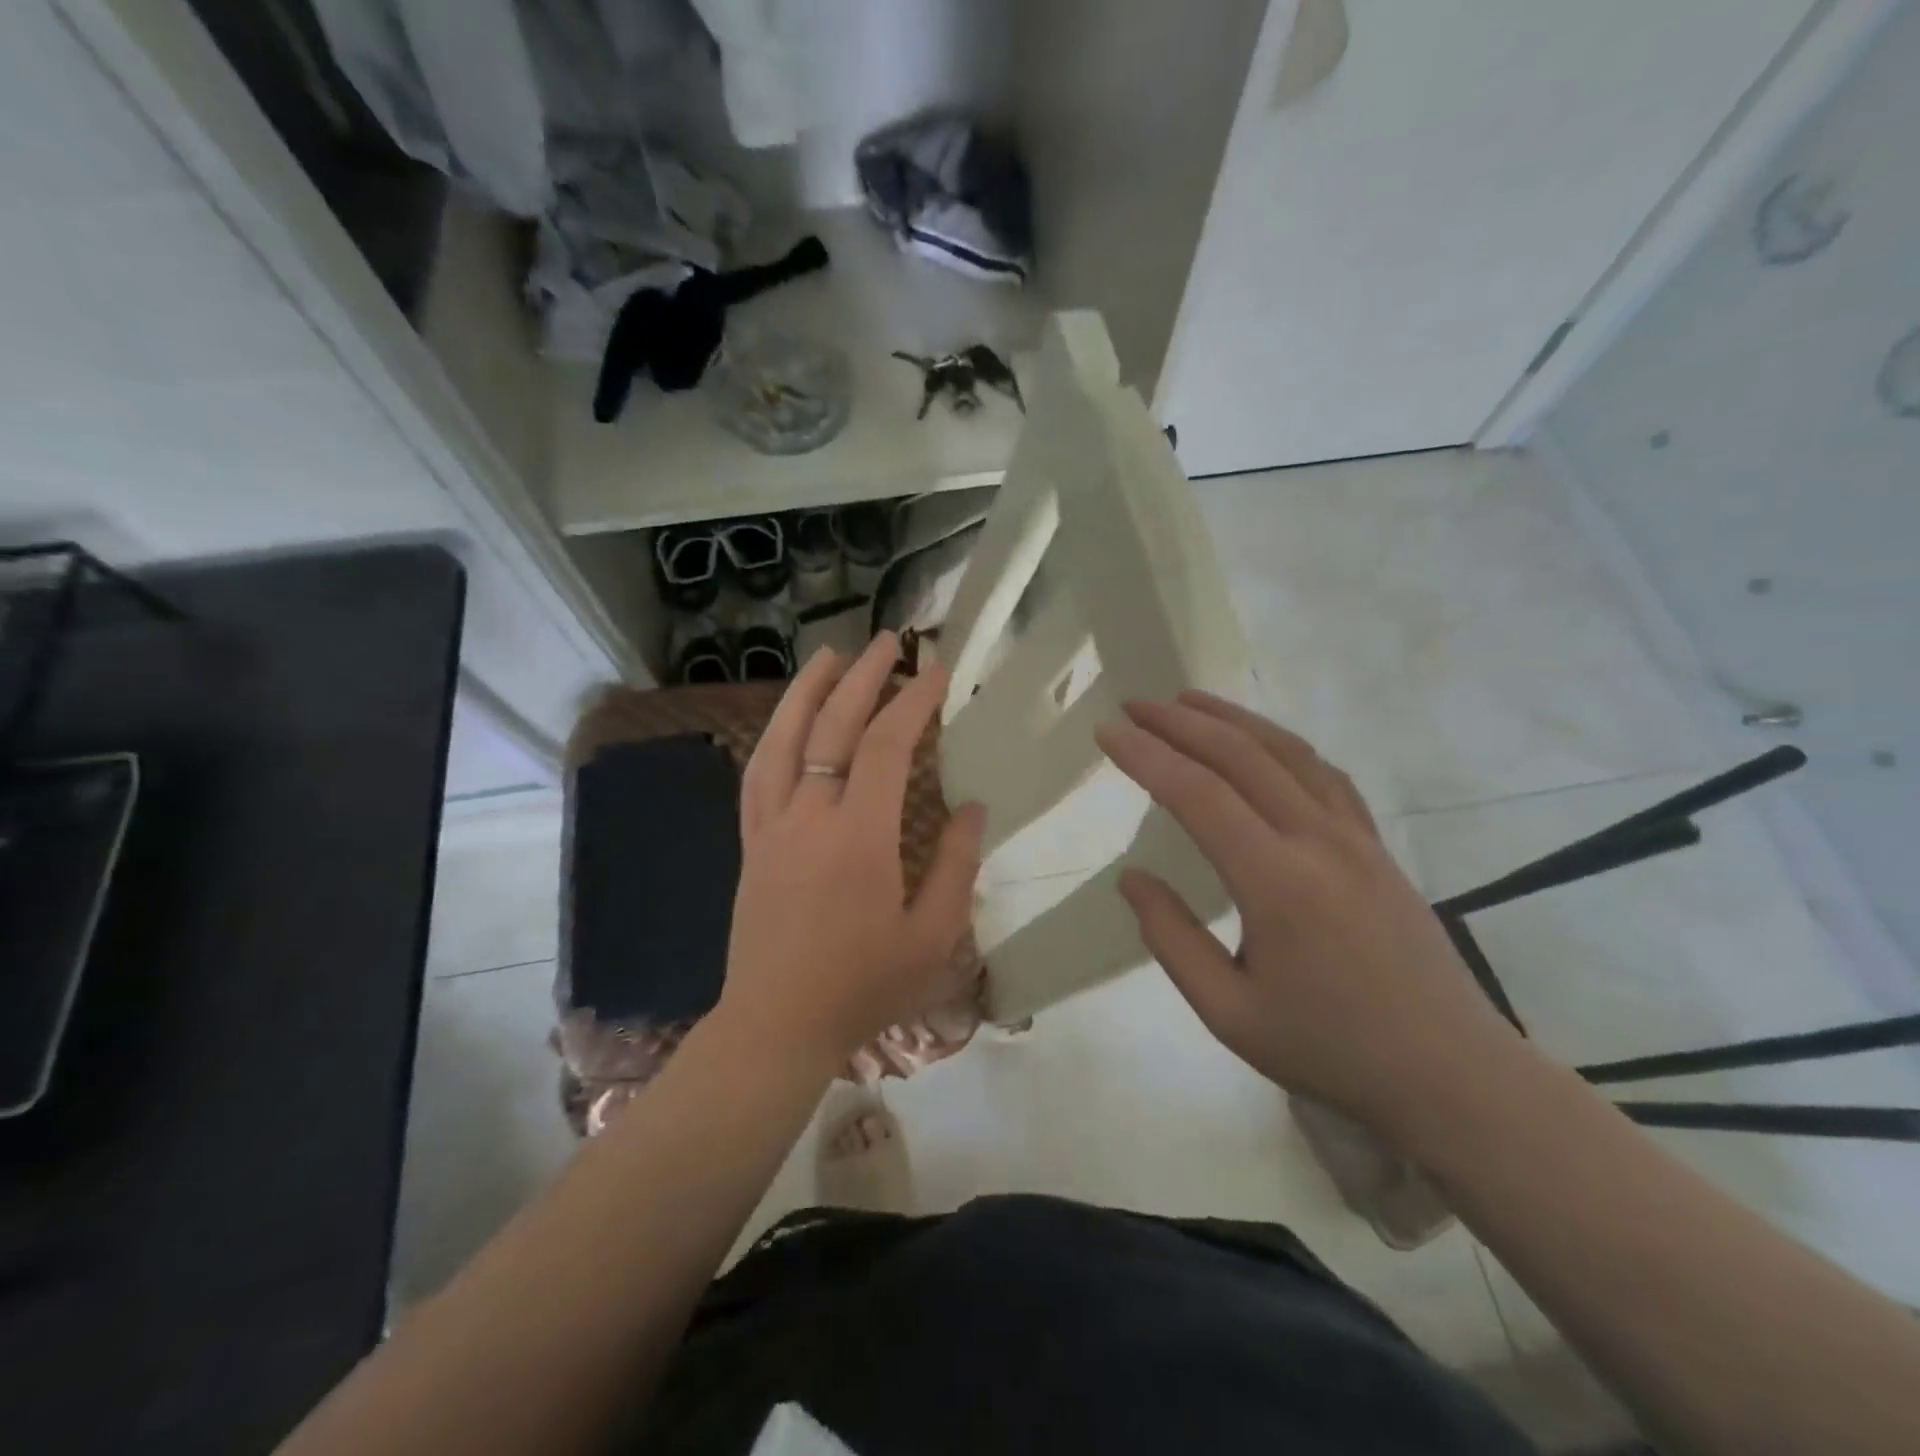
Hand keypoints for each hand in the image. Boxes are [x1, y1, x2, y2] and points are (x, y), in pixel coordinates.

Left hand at [719, 633, 985, 1068]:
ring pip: (783, 740)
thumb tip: (971, 806)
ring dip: (808, 691)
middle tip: (890, 641)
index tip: (937, 671)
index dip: (914, 701)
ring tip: (830, 655)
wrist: (776, 1026)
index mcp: (860, 837)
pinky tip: (786, 720)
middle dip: (865, 677)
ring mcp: (771, 826)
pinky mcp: (751, 842)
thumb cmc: (863, 987)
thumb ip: (955, 865)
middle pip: (833, 727)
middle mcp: (809, 816)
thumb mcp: (933, 938)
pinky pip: (757, 774)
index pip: (887, 746)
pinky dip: (773, 735)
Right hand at [1096, 692, 1528, 1140]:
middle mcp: (1318, 841)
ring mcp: (1356, 838)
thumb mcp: (1229, 1013)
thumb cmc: (1330, 1049)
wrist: (1451, 1075)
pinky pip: (1325, 774)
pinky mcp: (1377, 845)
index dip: (1146, 757)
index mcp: (1276, 883)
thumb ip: (1172, 940)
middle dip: (1180, 722)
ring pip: (1287, 752)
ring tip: (1187, 701)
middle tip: (1134, 705)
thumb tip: (1133, 878)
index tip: (1107, 732)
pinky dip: (1282, 744)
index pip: (1198, 795)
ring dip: (1232, 719)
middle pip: (1241, 756)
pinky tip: (1261, 743)